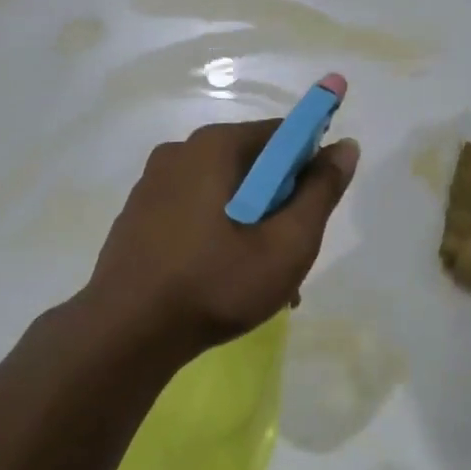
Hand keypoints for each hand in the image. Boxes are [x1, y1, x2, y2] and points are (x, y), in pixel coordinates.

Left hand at [84, 113, 358, 359]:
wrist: (125, 335)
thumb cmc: (215, 284)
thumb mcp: (287, 244)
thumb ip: (321, 192)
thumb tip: (345, 146)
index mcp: (215, 146)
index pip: (283, 134)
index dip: (311, 164)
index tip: (318, 207)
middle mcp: (180, 152)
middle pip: (254, 165)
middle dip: (281, 205)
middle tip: (292, 255)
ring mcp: (153, 184)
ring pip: (225, 193)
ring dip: (253, 226)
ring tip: (263, 281)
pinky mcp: (139, 215)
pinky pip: (195, 212)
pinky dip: (219, 235)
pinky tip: (225, 280)